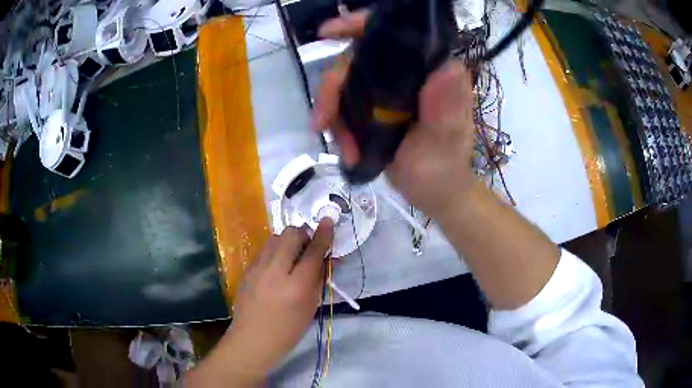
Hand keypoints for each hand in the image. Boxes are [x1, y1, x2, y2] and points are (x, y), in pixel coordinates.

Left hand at [203, 220, 333, 384]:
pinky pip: (264, 250)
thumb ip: (320, 278)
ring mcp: (257, 268)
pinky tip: (276, 268)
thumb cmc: (288, 329)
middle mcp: (275, 271)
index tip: (329, 219)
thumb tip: (329, 257)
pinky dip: (275, 251)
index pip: (313, 251)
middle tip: (308, 249)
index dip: (323, 234)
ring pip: (275, 237)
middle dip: (303, 235)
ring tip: (292, 257)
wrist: (253, 338)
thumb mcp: (311, 306)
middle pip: (290, 234)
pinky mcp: (247, 269)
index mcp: (296, 286)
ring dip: (287, 241)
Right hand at [314, 11, 475, 217]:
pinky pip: (344, 106)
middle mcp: (408, 74)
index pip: (396, 35)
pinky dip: (337, 126)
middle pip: (357, 60)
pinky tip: (345, 149)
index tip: (328, 32)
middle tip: (322, 122)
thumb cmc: (444, 170)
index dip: (360, 25)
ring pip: (345, 84)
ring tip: (344, 148)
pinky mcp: (376, 108)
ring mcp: (389, 91)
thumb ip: (447, 109)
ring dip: (334, 115)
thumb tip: (447, 67)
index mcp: (432, 72)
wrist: (433, 194)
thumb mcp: (445, 142)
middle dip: (334, 89)